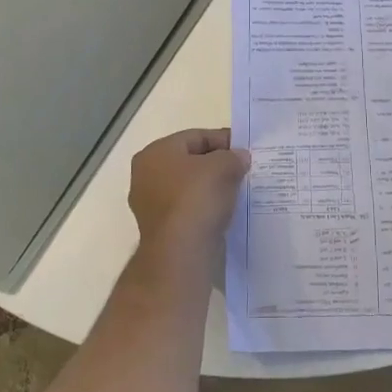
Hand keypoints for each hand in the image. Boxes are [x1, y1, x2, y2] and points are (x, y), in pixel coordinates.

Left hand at [127, 128, 249, 265]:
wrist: (181, 254)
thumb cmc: (196, 199)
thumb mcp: (223, 166)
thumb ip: (233, 156)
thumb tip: (240, 157)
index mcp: (155, 153)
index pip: (195, 137)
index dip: (223, 140)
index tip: (245, 150)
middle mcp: (146, 176)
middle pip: (190, 162)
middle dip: (217, 164)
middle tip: (243, 169)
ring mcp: (151, 206)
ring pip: (189, 188)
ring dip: (212, 188)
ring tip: (238, 191)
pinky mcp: (161, 231)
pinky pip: (189, 210)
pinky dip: (206, 209)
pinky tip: (225, 212)